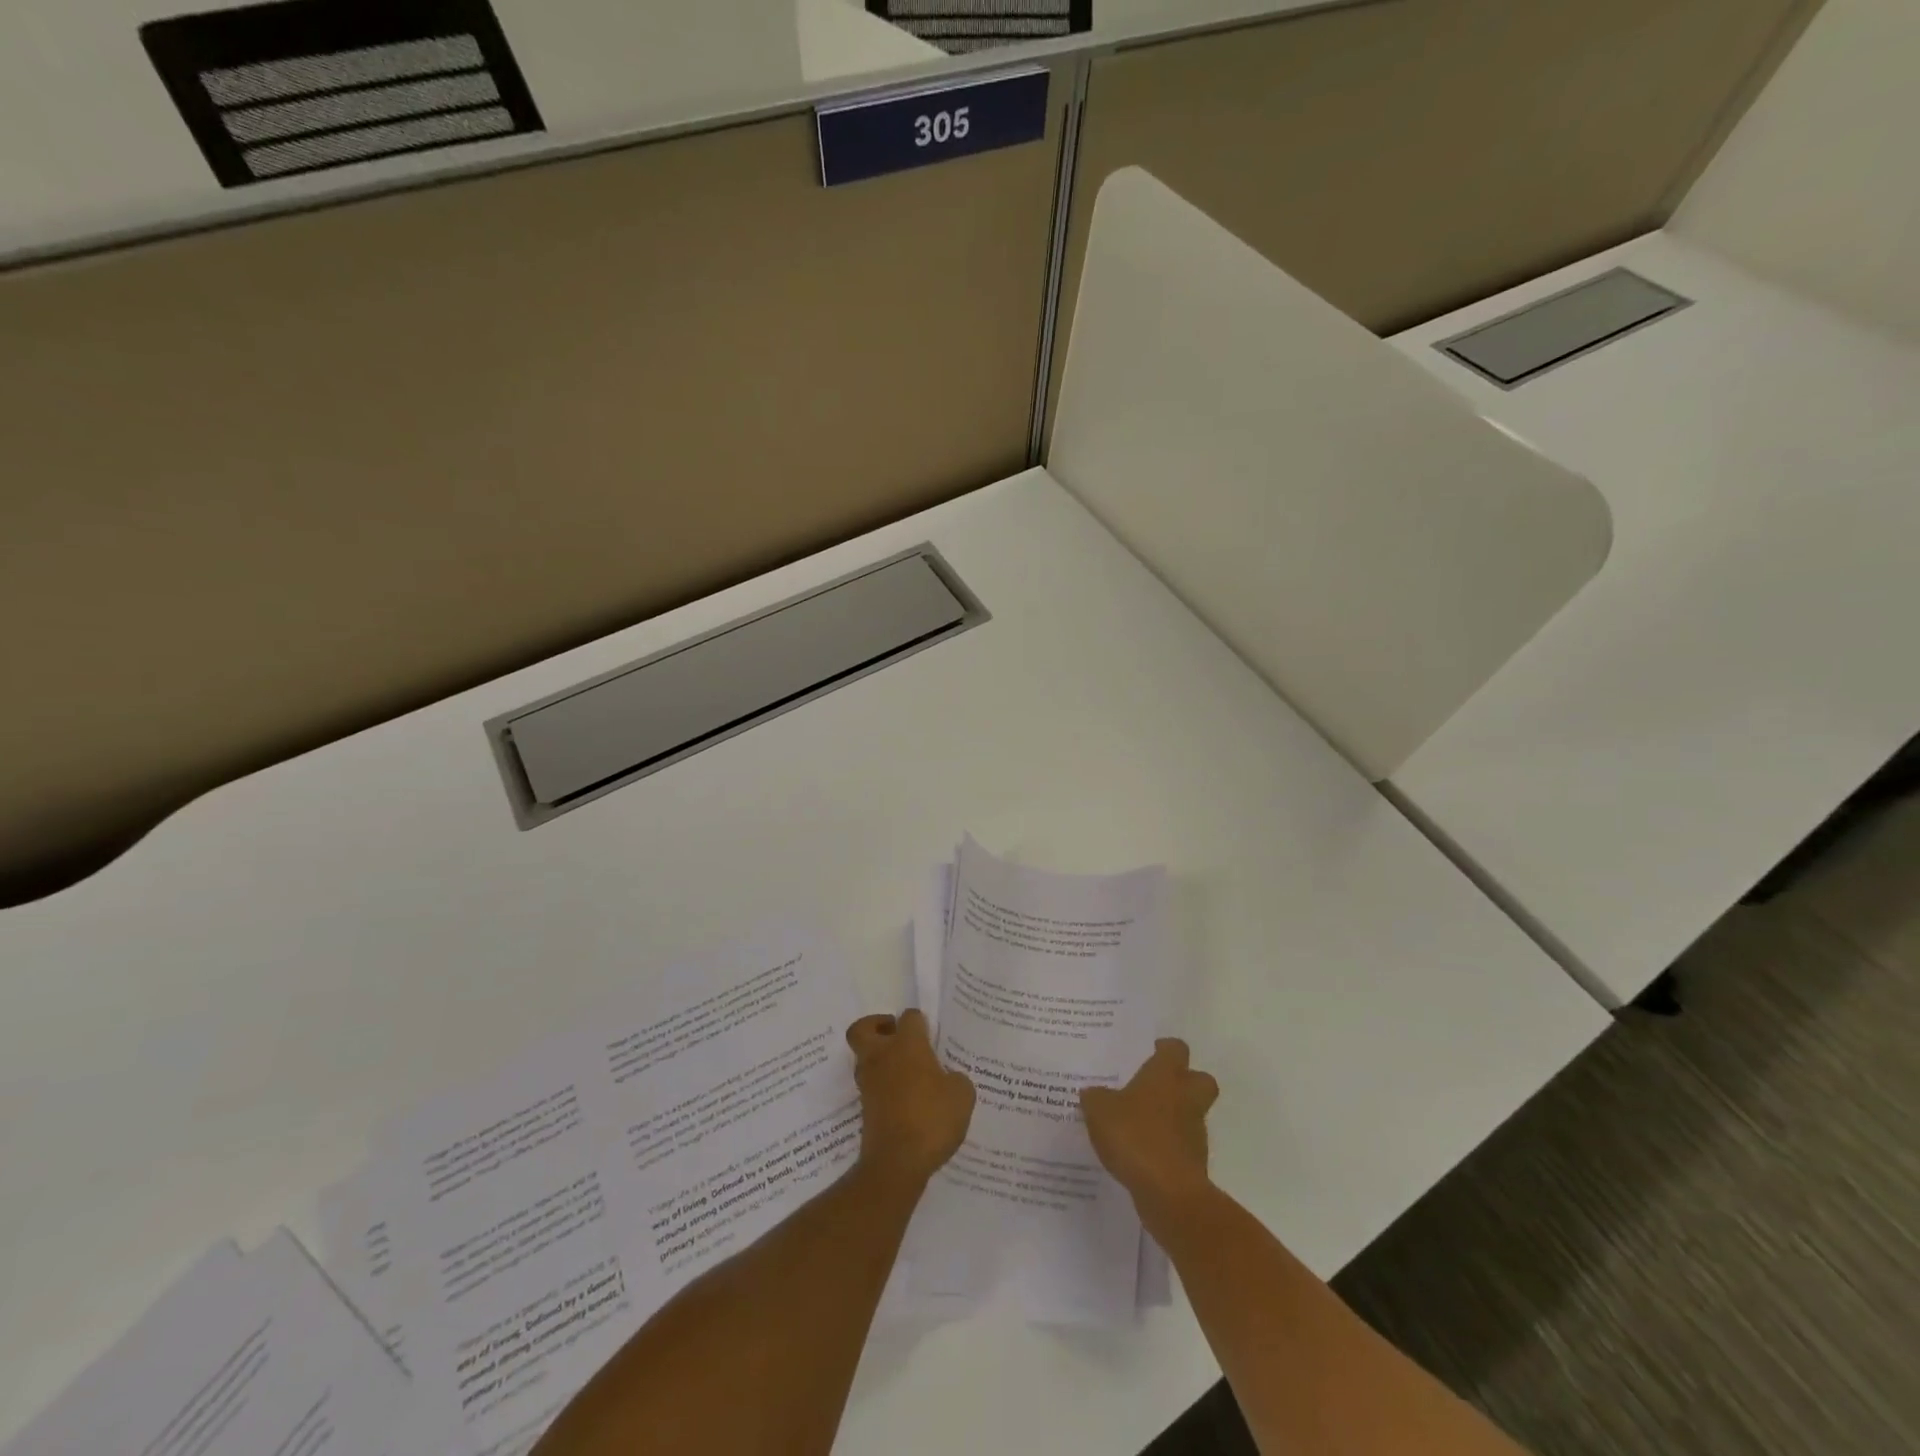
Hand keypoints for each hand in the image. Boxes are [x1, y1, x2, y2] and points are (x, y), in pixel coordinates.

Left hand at [847, 1010, 975, 1187]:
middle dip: (877, 1026)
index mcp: (907, 1045)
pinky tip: (905, 1099)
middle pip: (864, 1028)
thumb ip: (956, 1079)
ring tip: (906, 1072)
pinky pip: (871, 1085)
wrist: (896, 1163)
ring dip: (880, 1058)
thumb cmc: (931, 1119)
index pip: (909, 1017)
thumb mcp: (961, 1096)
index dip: (920, 1021)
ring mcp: (869, 1083)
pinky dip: (883, 1086)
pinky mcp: (864, 1107)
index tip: (930, 1034)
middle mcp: (882, 1056)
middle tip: (897, 1036)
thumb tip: (947, 1079)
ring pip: (865, 1057)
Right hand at [1080, 1039, 1219, 1212]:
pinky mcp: (1193, 1164)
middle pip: (1200, 1080)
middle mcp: (1185, 1099)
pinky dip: (1167, 1148)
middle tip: (1157, 1087)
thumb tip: (1092, 1093)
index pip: (1176, 1049)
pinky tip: (1141, 1155)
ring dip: (1173, 1118)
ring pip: (1191, 1115)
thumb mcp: (1100, 1110)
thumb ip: (1095, 1098)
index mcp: (1165, 1076)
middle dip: (1185, 1081)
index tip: (1151, 1052)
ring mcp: (1194, 1133)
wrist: (1168, 1193)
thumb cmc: (1135, 1136)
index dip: (1165, 1049)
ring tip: (1140, 1126)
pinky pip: (1181, 1147)